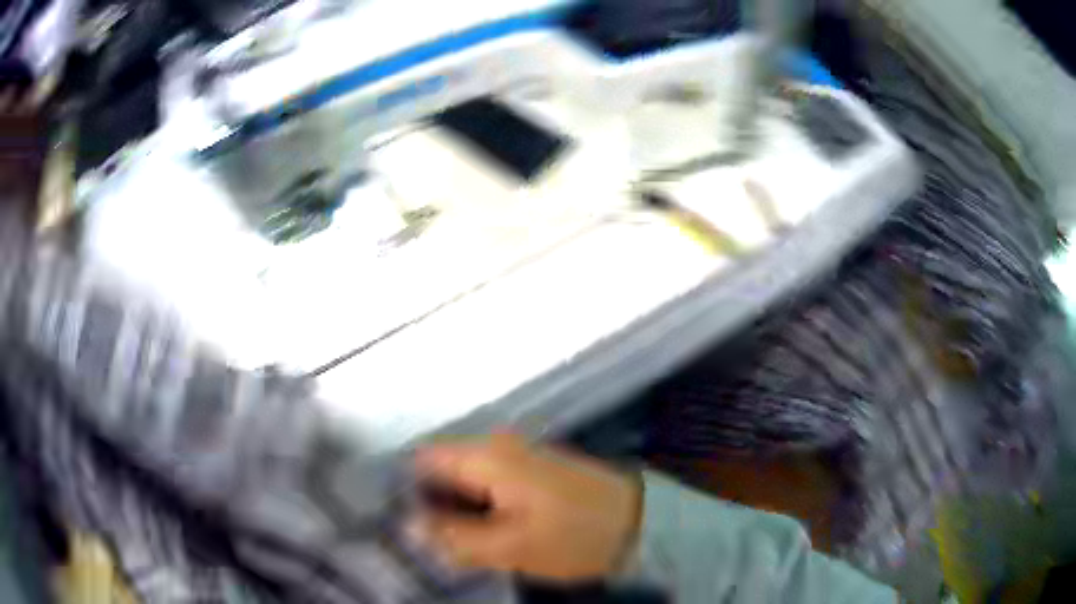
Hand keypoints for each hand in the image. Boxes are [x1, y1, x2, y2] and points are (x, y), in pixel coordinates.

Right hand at [412, 432, 641, 581]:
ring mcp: (517, 455)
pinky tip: (479, 532)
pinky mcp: (532, 470)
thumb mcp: (512, 547)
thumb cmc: (575, 535)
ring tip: (446, 541)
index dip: (406, 488)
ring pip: (465, 479)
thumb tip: (409, 527)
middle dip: (429, 502)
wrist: (638, 522)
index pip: (424, 459)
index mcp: (488, 457)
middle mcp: (498, 446)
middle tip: (422, 540)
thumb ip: (456, 537)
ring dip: (454, 507)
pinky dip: (477, 505)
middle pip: (443, 469)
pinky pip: (488, 483)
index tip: (397, 519)